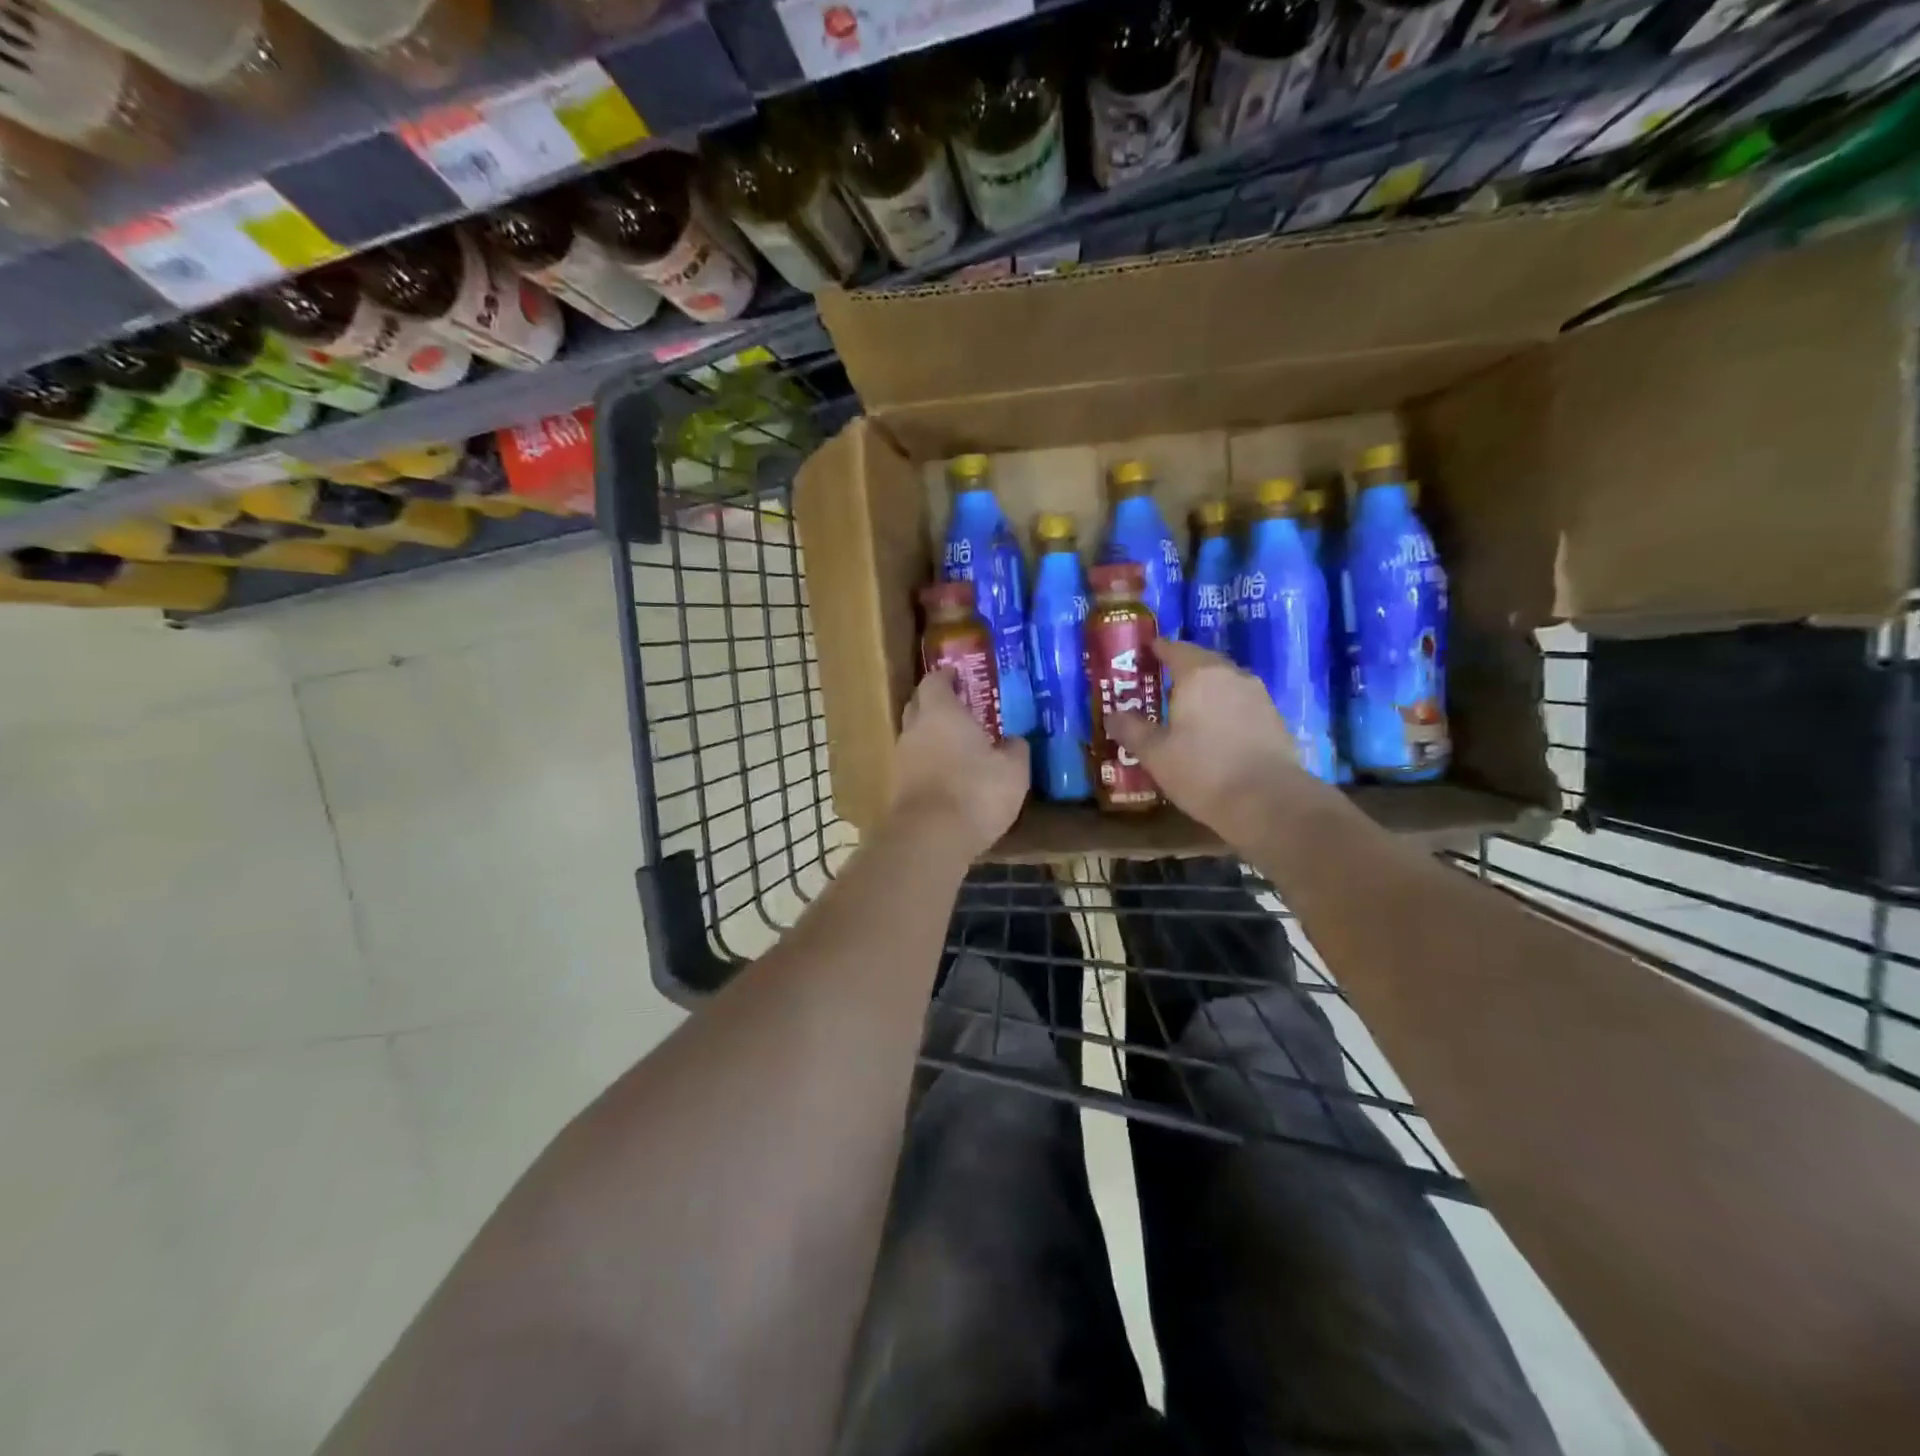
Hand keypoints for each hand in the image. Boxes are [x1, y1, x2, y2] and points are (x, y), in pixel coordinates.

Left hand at [889, 668, 1029, 857]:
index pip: (935, 682)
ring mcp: (901, 760)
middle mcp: (915, 730)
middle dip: (933, 702)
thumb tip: (1014, 741)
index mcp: (941, 713)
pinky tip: (946, 775)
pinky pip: (914, 765)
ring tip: (956, 743)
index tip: (956, 674)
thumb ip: (1015, 750)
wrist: (930, 838)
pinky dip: (927, 764)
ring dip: (930, 736)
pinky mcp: (897, 789)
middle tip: (957, 705)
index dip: (945, 676)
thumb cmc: (975, 791)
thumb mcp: (1013, 771)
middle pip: (917, 705)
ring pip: (914, 737)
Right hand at [1107, 639, 1330, 846]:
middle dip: (1181, 670)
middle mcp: (1231, 675)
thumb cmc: (1203, 770)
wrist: (1269, 801)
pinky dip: (1224, 710)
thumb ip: (1131, 729)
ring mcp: (1258, 696)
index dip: (1157, 649)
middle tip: (1160, 685)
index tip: (1143, 654)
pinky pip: (1241, 704)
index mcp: (1199, 674)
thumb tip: (1112, 715)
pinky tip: (1215, 732)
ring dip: (1205, 691)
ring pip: (1225, 684)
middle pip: (1202, 662)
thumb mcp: (1155, 754)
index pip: (1174, 648)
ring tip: (1186, 711)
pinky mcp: (1274, 720)